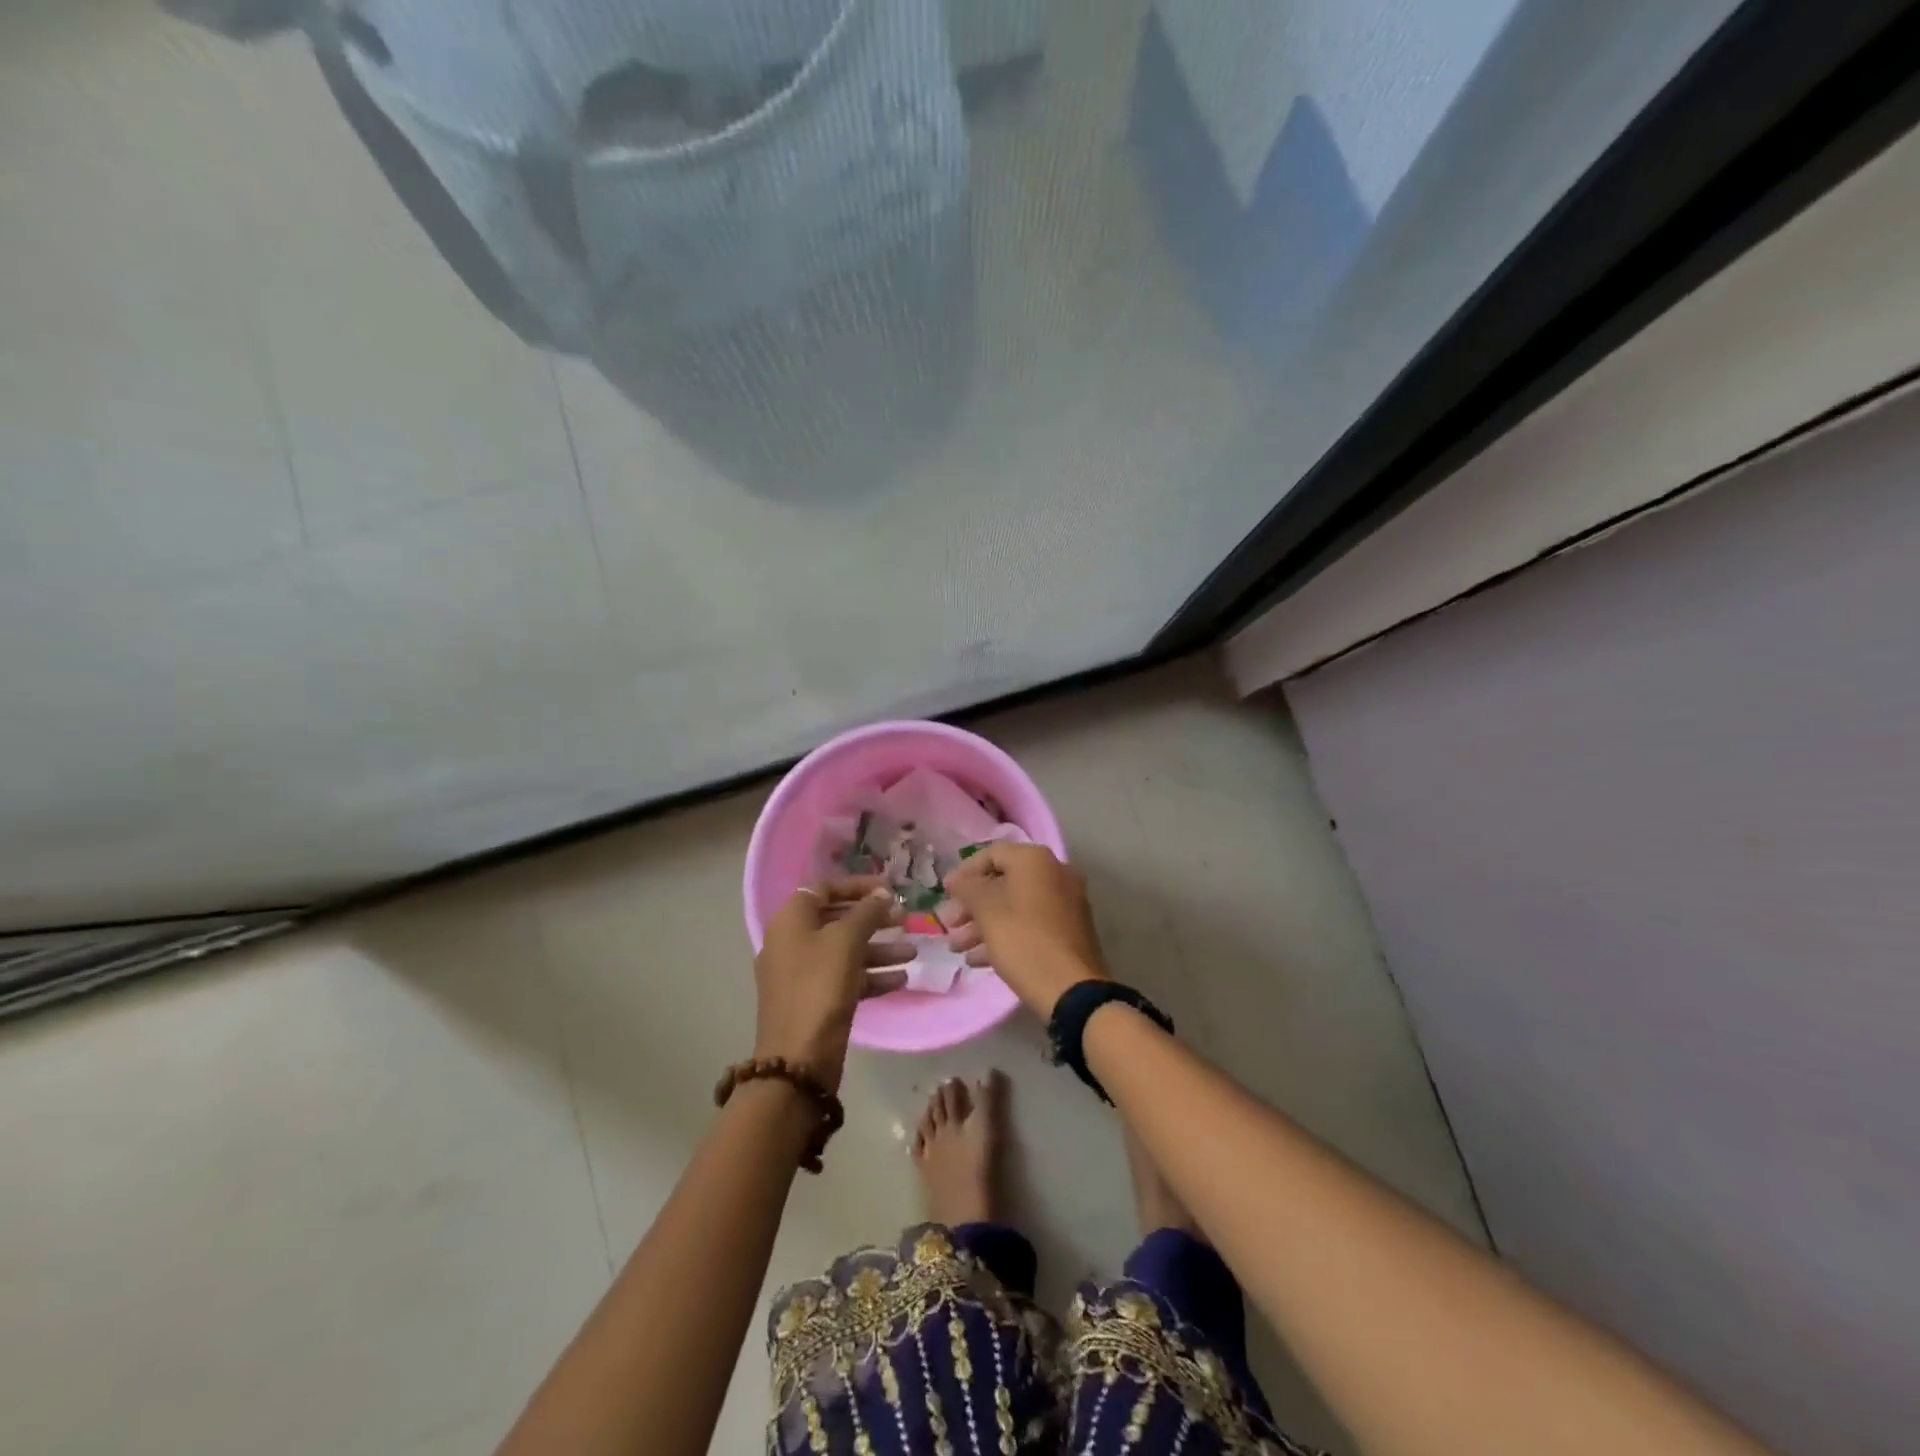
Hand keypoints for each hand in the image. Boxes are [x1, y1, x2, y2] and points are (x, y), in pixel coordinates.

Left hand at [754, 877, 910, 1090]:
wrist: (798, 1060)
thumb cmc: (819, 987)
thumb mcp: (846, 941)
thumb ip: (867, 912)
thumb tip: (883, 894)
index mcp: (791, 920)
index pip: (824, 888)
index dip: (858, 886)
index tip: (889, 889)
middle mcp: (792, 942)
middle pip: (837, 919)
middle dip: (873, 919)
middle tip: (905, 919)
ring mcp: (801, 974)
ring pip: (845, 951)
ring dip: (879, 949)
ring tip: (912, 952)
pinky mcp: (814, 1001)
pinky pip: (845, 978)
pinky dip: (871, 975)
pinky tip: (901, 979)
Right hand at [943, 843, 1108, 1018]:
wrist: (1072, 989)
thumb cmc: (1023, 941)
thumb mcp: (986, 911)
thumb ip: (967, 888)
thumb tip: (956, 879)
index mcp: (1036, 860)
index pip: (991, 854)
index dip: (964, 873)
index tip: (945, 894)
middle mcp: (1055, 873)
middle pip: (1003, 882)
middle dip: (971, 904)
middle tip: (949, 924)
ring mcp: (1065, 902)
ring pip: (1015, 905)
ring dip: (983, 923)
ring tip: (957, 948)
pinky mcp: (1069, 929)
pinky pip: (1030, 923)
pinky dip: (1005, 934)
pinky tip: (978, 959)